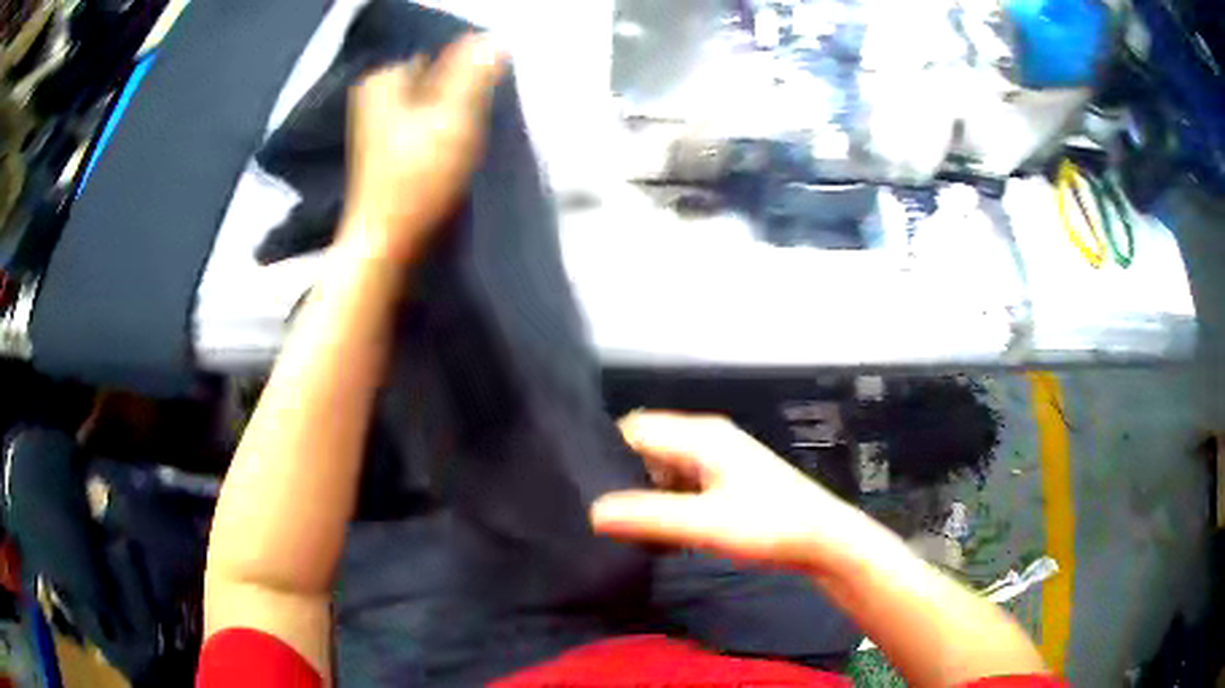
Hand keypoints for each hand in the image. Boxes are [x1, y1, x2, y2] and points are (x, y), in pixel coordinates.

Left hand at [340, 34, 504, 265]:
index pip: (439, 50)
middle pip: (436, 75)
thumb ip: (473, 73)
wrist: (388, 243)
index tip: (484, 93)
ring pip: (433, 99)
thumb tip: (493, 39)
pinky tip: (454, 150)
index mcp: (384, 79)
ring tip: (468, 134)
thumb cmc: (417, 180)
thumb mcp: (452, 118)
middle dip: (461, 89)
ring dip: (456, 111)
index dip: (469, 67)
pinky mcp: (390, 147)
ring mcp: (380, 122)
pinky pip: (426, 121)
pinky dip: (444, 129)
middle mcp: (376, 94)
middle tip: (479, 115)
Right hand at [591, 412, 892, 574]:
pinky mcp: (727, 481)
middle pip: (648, 447)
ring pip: (664, 468)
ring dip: (646, 493)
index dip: (606, 452)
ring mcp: (719, 460)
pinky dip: (667, 503)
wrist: (823, 540)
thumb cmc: (768, 525)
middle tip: (599, 510)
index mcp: (701, 436)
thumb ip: (649, 516)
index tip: (581, 483)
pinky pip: (682, 484)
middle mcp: (707, 439)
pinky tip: (659, 532)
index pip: (635, 429)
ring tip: (623, 526)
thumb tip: (592, 511)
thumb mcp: (705, 524)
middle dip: (623, 475)